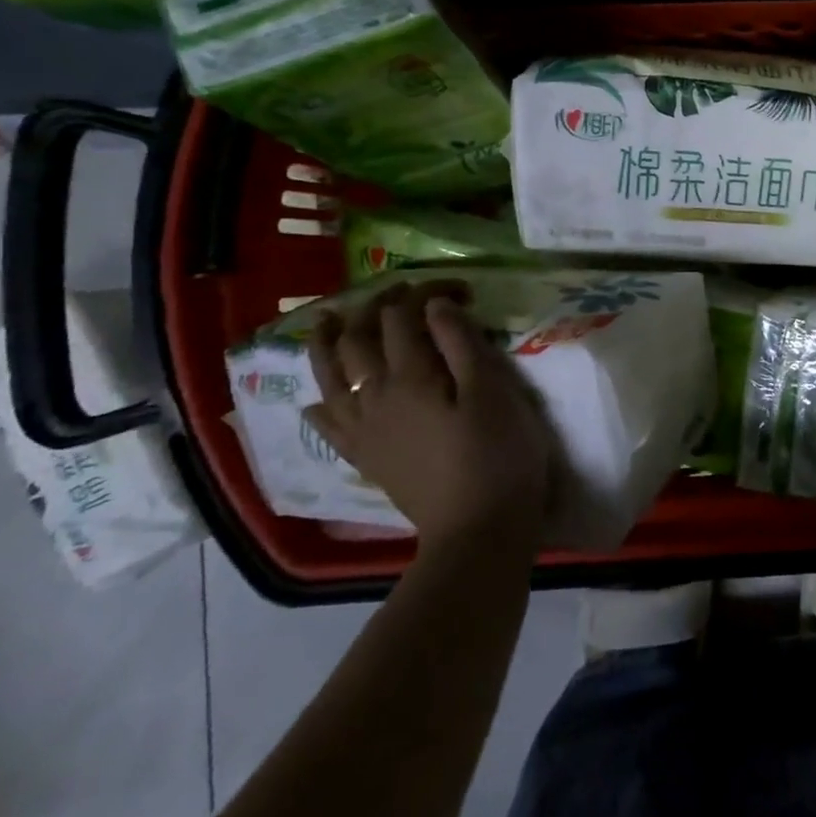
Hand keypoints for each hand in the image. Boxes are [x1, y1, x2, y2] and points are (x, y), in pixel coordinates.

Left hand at [304, 280, 554, 551]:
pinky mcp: (365, 457)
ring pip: (330, 376)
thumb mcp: (494, 392)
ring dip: (327, 343)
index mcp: (411, 376)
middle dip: (376, 306)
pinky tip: (317, 400)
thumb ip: (462, 344)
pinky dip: (319, 404)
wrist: (478, 529)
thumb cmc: (498, 455)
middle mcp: (374, 396)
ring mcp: (364, 429)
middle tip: (399, 290)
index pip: (404, 316)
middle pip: (360, 338)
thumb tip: (434, 304)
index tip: (459, 287)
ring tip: (328, 322)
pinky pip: (329, 425)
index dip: (427, 291)